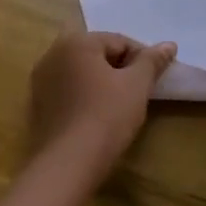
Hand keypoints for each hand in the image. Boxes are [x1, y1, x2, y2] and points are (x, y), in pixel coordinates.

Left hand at [28, 30, 176, 176]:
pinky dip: (84, 97)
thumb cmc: (106, 116)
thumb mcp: (137, 85)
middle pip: (98, 55)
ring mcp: (40, 81)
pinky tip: (96, 118)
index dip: (142, 59)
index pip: (119, 41)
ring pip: (82, 74)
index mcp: (76, 42)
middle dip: (120, 70)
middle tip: (138, 93)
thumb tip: (169, 44)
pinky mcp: (36, 105)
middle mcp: (52, 54)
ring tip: (119, 107)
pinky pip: (68, 92)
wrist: (68, 164)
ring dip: (102, 83)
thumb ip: (152, 61)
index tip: (154, 80)